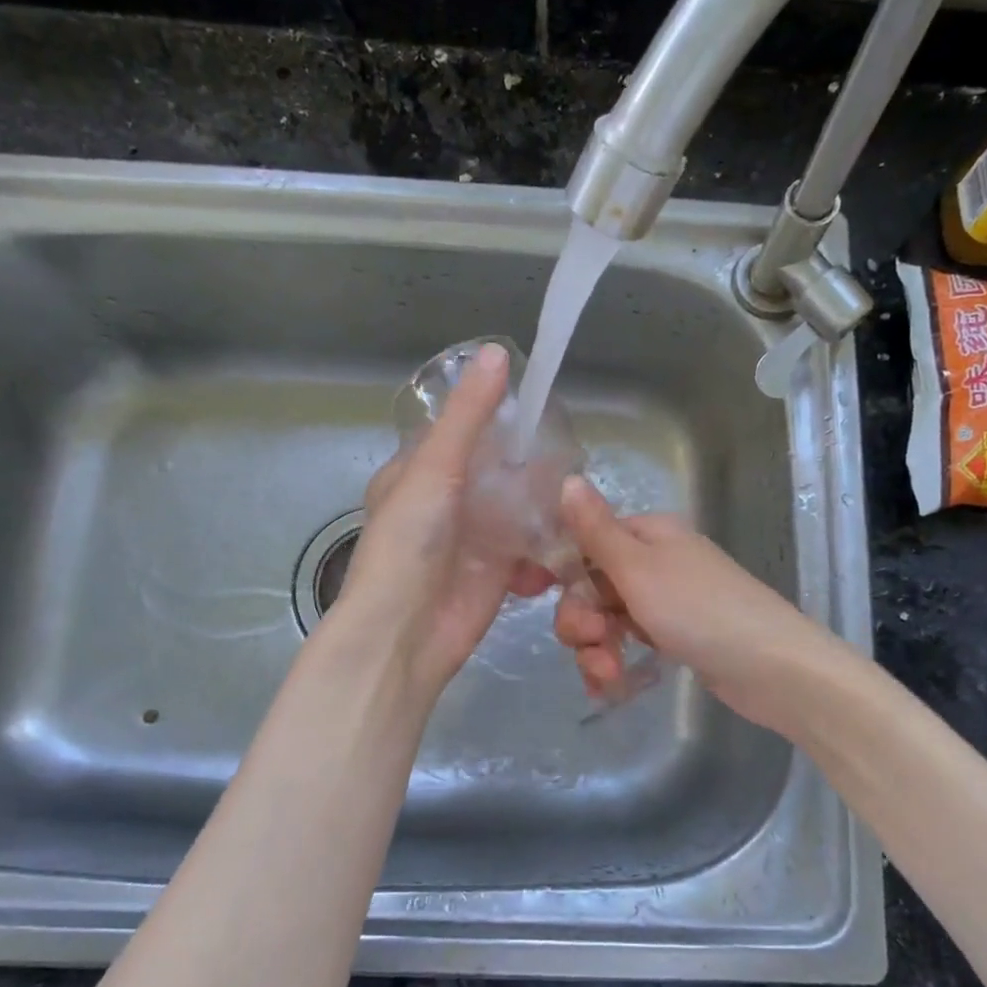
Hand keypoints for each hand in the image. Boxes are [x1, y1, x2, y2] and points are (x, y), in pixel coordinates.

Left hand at [337, 342, 554, 699]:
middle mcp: (447, 501)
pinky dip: (548, 541)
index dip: (497, 416)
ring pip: (519, 507)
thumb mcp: (435, 468)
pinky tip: (569, 533)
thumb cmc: (409, 544)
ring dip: (545, 501)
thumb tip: (498, 353)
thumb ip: (468, 416)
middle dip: (531, 461)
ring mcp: (475, 537)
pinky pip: (531, 546)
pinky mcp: (499, 571)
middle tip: (574, 448)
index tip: (541, 403)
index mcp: (419, 471)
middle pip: (497, 470)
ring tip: (579, 488)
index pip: (463, 432)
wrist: (406, 633)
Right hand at [553, 476, 840, 733]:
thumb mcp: (638, 568)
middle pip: (591, 585)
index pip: (584, 542)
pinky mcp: (675, 637)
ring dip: (596, 649)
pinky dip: (614, 664)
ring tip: (608, 674)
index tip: (527, 594)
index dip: (555, 569)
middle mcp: (654, 563)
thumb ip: (596, 530)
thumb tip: (567, 479)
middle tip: (593, 640)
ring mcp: (665, 602)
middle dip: (581, 619)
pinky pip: (628, 644)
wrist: (773, 669)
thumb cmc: (700, 610)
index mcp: (648, 535)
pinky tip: (610, 687)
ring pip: (606, 620)